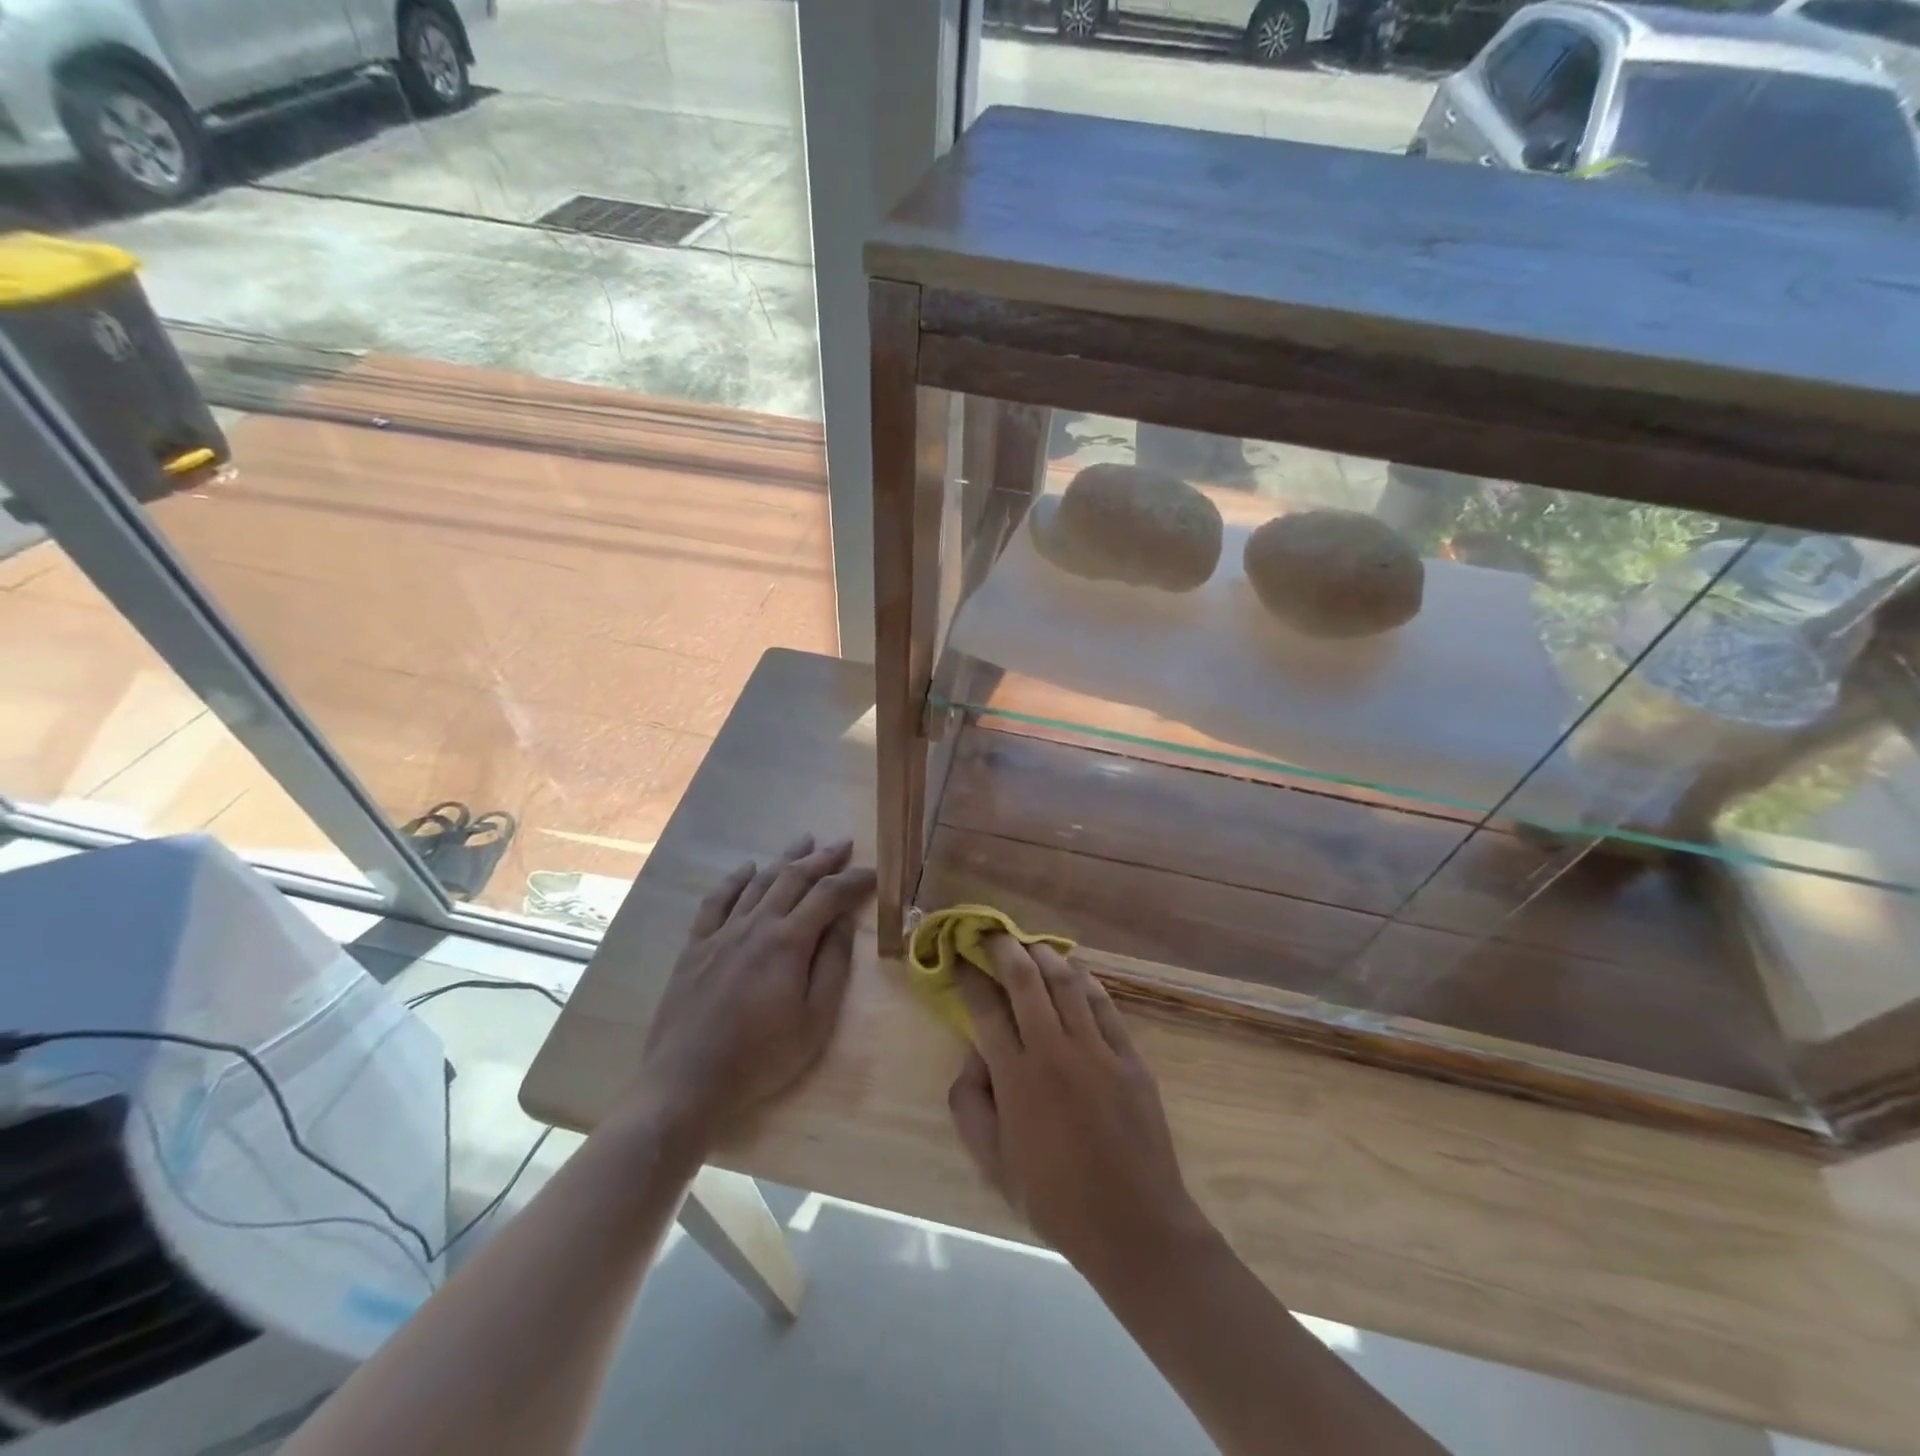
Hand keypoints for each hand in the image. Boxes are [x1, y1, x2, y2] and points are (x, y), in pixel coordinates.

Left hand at [622, 834, 874, 1149]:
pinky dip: (734, 880)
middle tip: (842, 845)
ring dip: (784, 859)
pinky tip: (746, 869)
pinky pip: (716, 901)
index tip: (873, 873)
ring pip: (758, 883)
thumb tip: (844, 922)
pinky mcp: (695, 947)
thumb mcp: (814, 1020)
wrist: (687, 1082)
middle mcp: (755, 925)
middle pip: (793, 878)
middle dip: (821, 858)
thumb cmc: (761, 1057)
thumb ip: (832, 966)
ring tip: (803, 841)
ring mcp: (721, 933)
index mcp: (788, 942)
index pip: (828, 896)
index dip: (853, 880)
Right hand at [947, 936, 1207, 1280]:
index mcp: (1016, 1079)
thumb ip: (971, 1106)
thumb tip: (973, 1057)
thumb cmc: (1055, 1199)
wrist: (1133, 1224)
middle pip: (1025, 980)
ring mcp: (1097, 1051)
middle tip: (993, 934)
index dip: (970, 977)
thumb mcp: (993, 1166)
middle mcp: (1054, 1052)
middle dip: (1004, 949)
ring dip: (1045, 956)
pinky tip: (1077, 974)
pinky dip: (1088, 983)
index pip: (985, 1009)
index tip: (960, 959)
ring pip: (1067, 983)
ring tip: (1031, 945)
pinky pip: (1105, 1006)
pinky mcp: (1130, 1057)